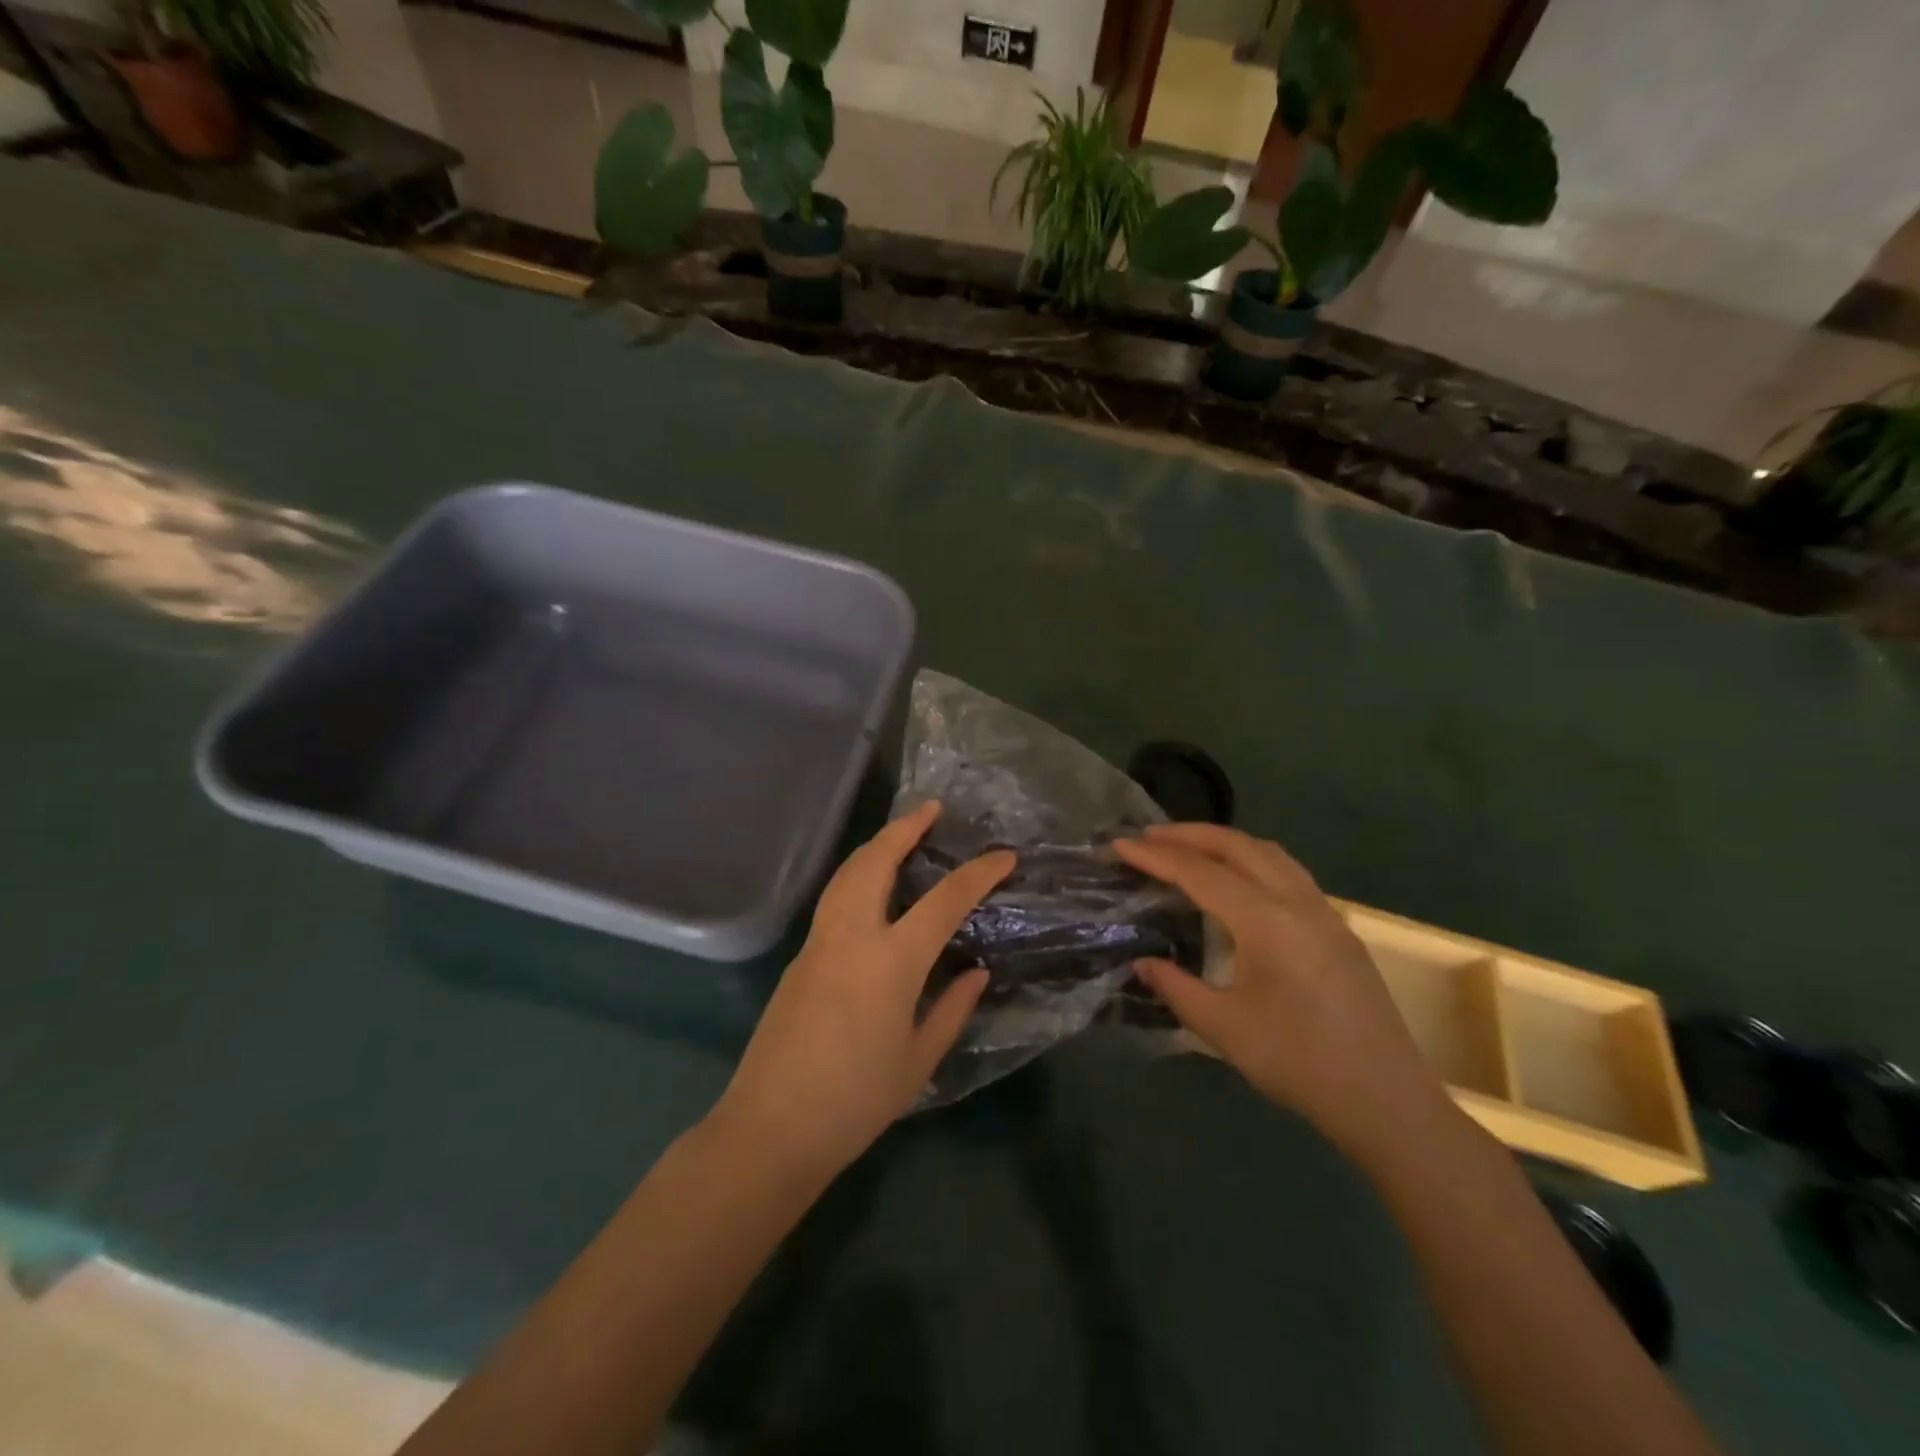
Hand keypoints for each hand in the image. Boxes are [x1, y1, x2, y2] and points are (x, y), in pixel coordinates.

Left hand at [713, 801, 1014, 1180]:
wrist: (771, 1128)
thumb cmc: (856, 1102)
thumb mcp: (919, 1060)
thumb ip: (952, 1009)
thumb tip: (976, 972)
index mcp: (890, 961)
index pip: (944, 901)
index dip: (978, 873)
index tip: (1004, 856)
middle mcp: (851, 935)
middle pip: (877, 861)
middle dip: (905, 828)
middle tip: (930, 809)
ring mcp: (819, 942)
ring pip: (847, 873)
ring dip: (876, 845)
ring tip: (900, 834)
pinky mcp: (800, 956)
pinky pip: (834, 898)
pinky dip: (858, 874)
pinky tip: (871, 886)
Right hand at [1115, 824, 1451, 1158]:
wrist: (1386, 1100)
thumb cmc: (1299, 1063)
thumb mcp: (1224, 1028)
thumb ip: (1176, 987)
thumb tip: (1143, 963)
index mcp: (1267, 921)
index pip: (1201, 873)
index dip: (1156, 857)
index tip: (1120, 844)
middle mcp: (1297, 901)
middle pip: (1237, 845)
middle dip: (1188, 834)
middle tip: (1148, 836)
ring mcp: (1324, 911)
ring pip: (1268, 852)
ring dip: (1223, 842)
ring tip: (1188, 849)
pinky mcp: (1338, 927)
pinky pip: (1287, 871)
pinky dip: (1251, 859)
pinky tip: (1237, 881)